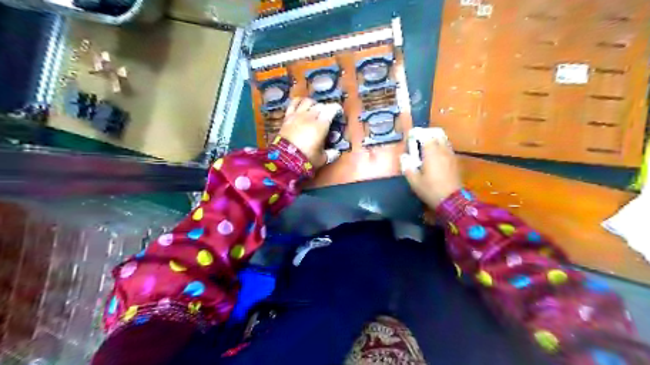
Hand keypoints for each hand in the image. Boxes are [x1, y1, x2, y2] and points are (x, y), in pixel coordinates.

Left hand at [279, 96, 339, 165]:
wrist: (284, 160)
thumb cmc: (306, 159)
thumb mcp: (322, 159)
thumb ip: (331, 154)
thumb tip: (336, 152)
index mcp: (321, 125)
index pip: (331, 109)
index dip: (337, 109)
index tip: (338, 114)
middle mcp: (310, 116)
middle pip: (320, 105)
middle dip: (325, 109)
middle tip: (327, 116)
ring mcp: (297, 115)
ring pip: (307, 101)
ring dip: (313, 104)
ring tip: (314, 110)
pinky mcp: (287, 117)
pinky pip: (293, 103)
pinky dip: (299, 102)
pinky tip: (301, 106)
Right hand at [401, 134, 461, 208]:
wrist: (452, 200)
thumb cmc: (431, 190)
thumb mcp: (414, 181)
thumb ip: (407, 167)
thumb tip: (404, 157)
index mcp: (431, 152)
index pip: (424, 135)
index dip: (417, 134)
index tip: (410, 137)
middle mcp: (442, 150)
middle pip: (436, 134)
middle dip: (427, 134)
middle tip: (418, 140)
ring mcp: (450, 155)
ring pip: (443, 140)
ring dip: (435, 140)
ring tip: (426, 147)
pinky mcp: (455, 161)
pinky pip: (447, 148)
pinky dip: (441, 147)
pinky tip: (435, 156)